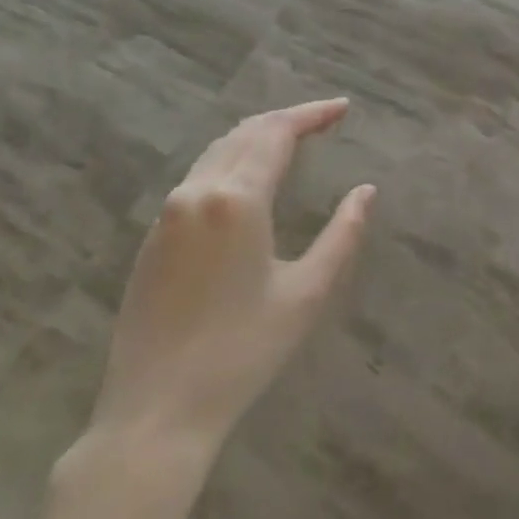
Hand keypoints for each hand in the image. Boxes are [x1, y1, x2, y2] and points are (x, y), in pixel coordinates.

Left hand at [85, 98, 374, 452]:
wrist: (155, 411)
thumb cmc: (242, 353)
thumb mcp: (307, 293)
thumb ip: (343, 234)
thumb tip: (366, 191)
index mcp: (236, 200)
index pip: (277, 133)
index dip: (312, 114)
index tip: (343, 107)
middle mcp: (197, 192)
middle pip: (246, 133)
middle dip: (286, 119)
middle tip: (324, 119)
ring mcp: (168, 213)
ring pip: (218, 151)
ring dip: (257, 136)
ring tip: (293, 139)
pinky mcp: (153, 236)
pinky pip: (198, 176)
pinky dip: (231, 160)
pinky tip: (249, 177)